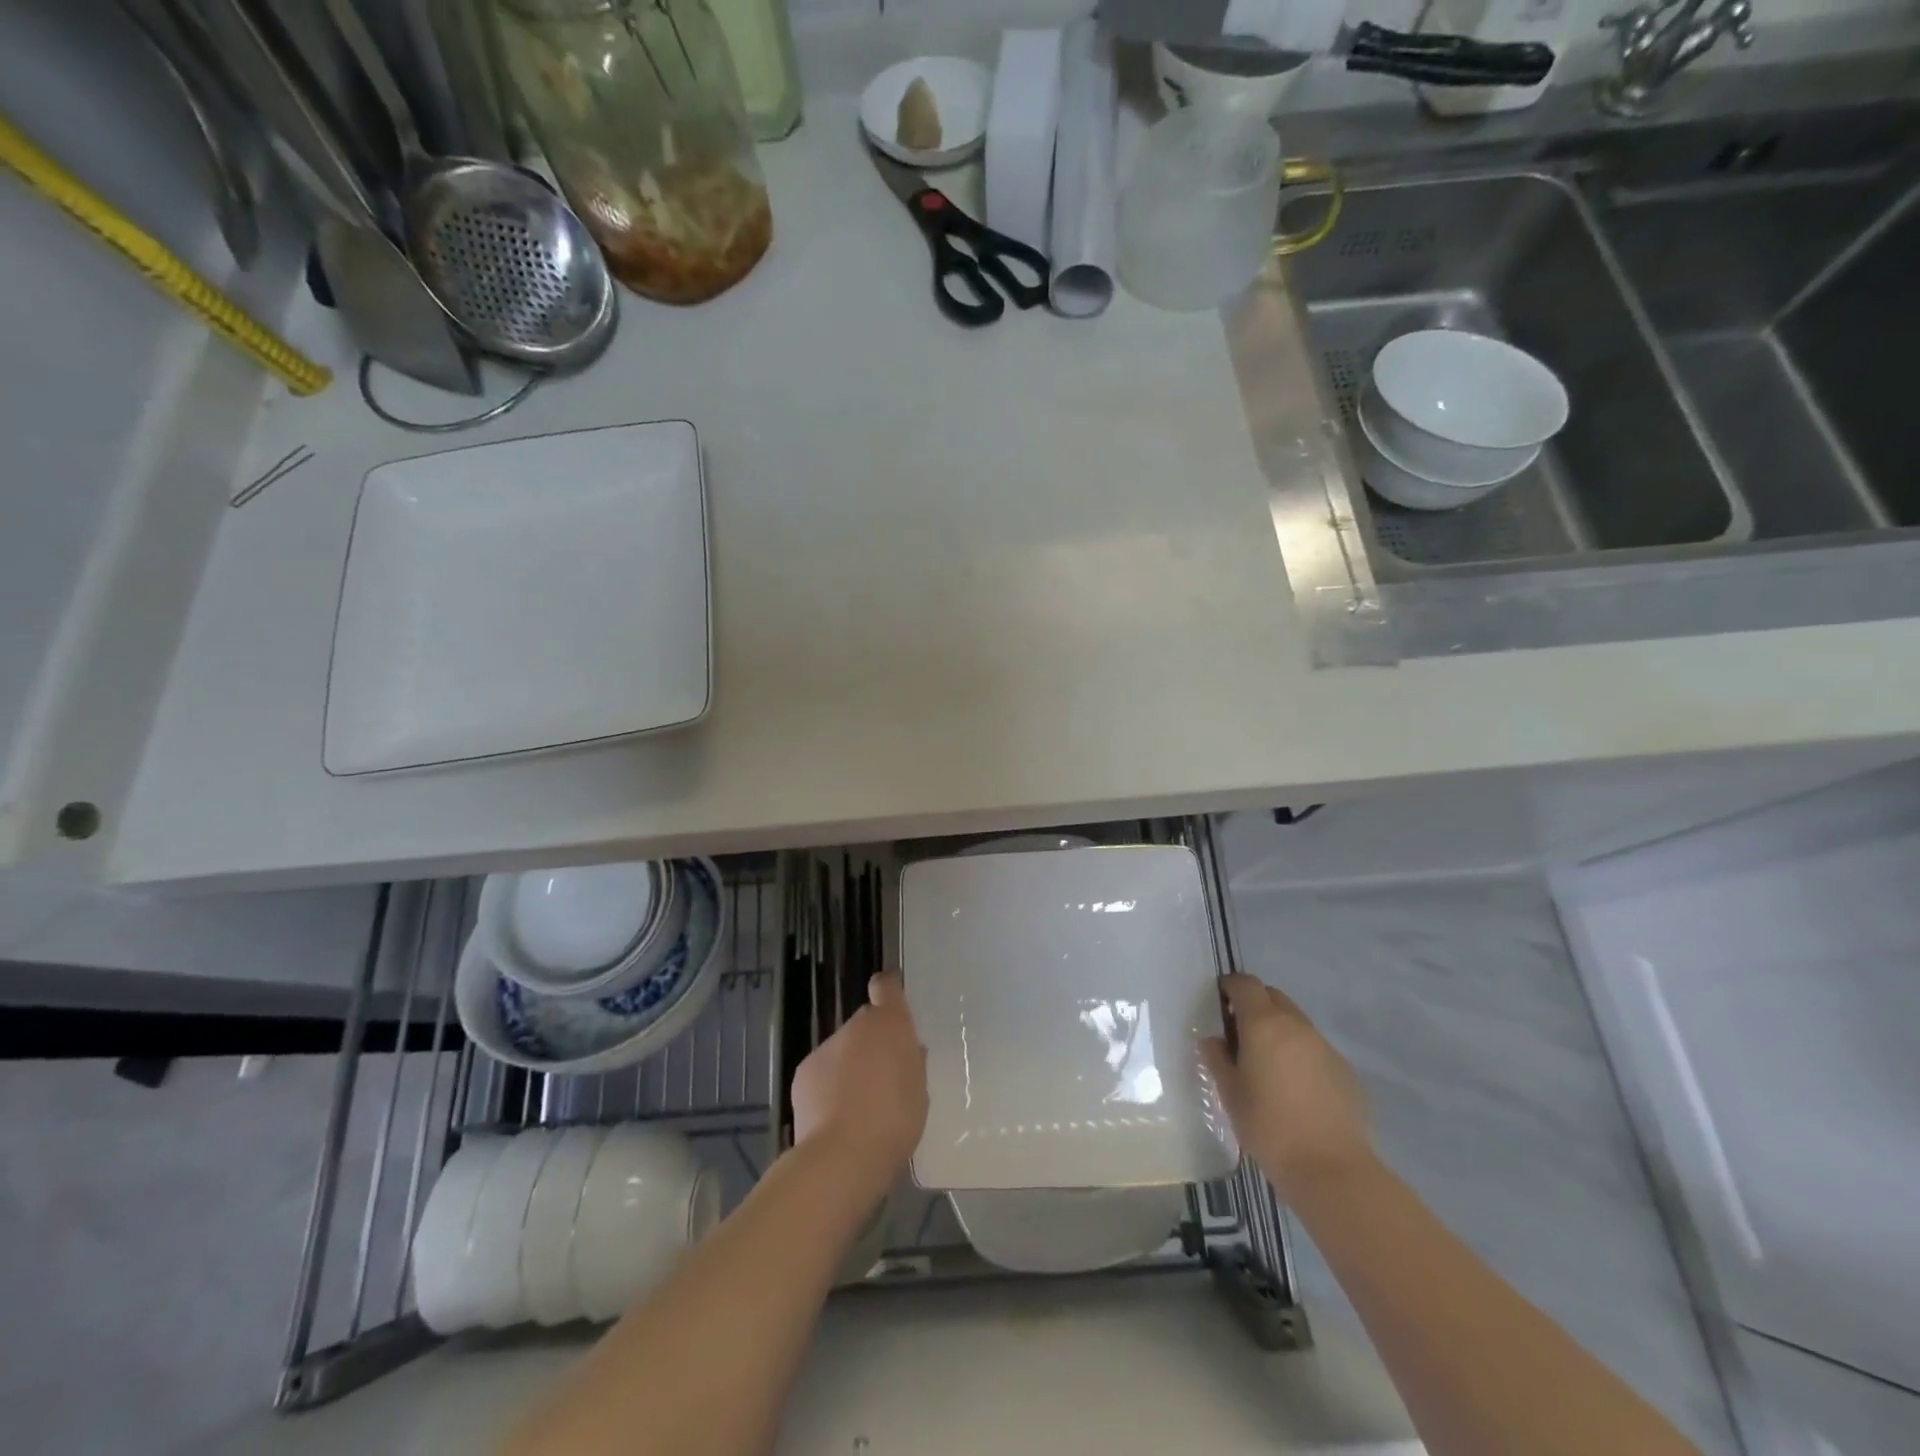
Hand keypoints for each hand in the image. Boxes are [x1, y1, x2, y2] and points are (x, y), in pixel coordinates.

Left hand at [791, 971, 928, 1192]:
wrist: (842, 1155)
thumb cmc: (895, 1122)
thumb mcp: (919, 1093)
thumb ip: (912, 1063)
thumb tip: (908, 1049)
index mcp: (891, 1025)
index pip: (886, 986)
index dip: (888, 991)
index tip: (891, 1003)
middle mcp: (857, 1026)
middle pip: (865, 1022)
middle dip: (872, 1041)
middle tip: (881, 1076)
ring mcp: (827, 1046)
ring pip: (842, 1048)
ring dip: (849, 1064)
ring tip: (856, 1105)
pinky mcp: (804, 1070)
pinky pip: (822, 1070)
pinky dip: (828, 1084)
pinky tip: (833, 1115)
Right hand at [1201, 973, 1371, 1199]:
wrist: (1332, 1169)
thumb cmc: (1269, 1128)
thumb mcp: (1230, 1094)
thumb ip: (1218, 1059)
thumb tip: (1214, 1041)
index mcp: (1264, 1024)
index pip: (1246, 984)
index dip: (1230, 987)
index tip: (1219, 1003)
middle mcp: (1297, 1026)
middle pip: (1273, 997)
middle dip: (1255, 1005)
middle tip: (1240, 1034)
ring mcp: (1325, 1047)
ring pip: (1296, 1022)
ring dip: (1279, 1030)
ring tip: (1268, 1065)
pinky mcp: (1346, 1071)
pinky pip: (1315, 1048)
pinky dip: (1300, 1054)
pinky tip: (1296, 1089)